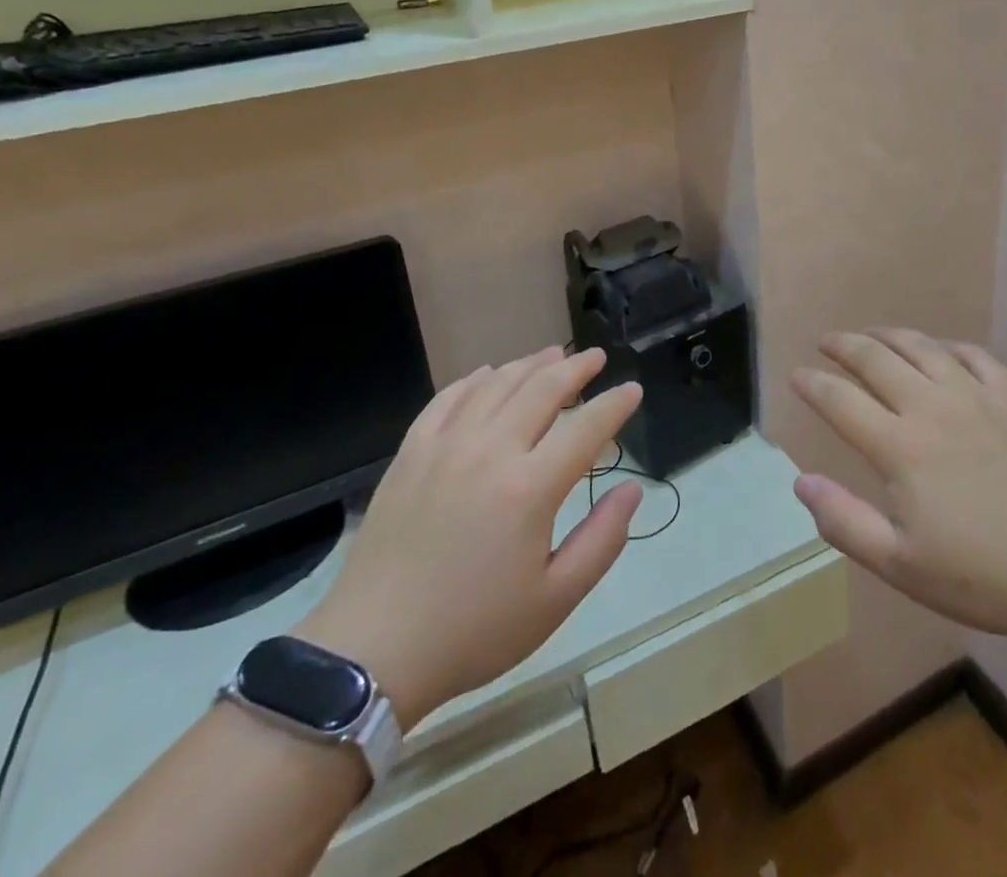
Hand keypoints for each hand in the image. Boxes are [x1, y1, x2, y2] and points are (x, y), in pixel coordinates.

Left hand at [295, 348, 642, 728]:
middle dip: (576, 368)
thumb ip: (602, 540)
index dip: (615, 404)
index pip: (587, 427)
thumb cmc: (473, 630)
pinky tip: (487, 374)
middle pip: (543, 389)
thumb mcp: (554, 601)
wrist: (373, 650)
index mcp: (530, 488)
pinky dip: (474, 379)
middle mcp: (491, 450)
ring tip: (551, 356)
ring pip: (497, 384)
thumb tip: (632, 490)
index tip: (633, 390)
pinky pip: (447, 398)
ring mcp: (446, 446)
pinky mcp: (411, 452)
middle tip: (596, 357)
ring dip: (530, 365)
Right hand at [791, 329, 1006, 656]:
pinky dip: (947, 347)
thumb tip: (801, 482)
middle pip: (876, 360)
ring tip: (872, 334)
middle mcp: (931, 407)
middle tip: (827, 342)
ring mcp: (977, 396)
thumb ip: (845, 522)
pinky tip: (941, 351)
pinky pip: (973, 356)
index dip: (813, 384)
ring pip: (921, 348)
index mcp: (900, 447)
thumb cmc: (988, 577)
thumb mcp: (903, 567)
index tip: (797, 375)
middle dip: (844, 346)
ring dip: (888, 335)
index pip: (841, 401)